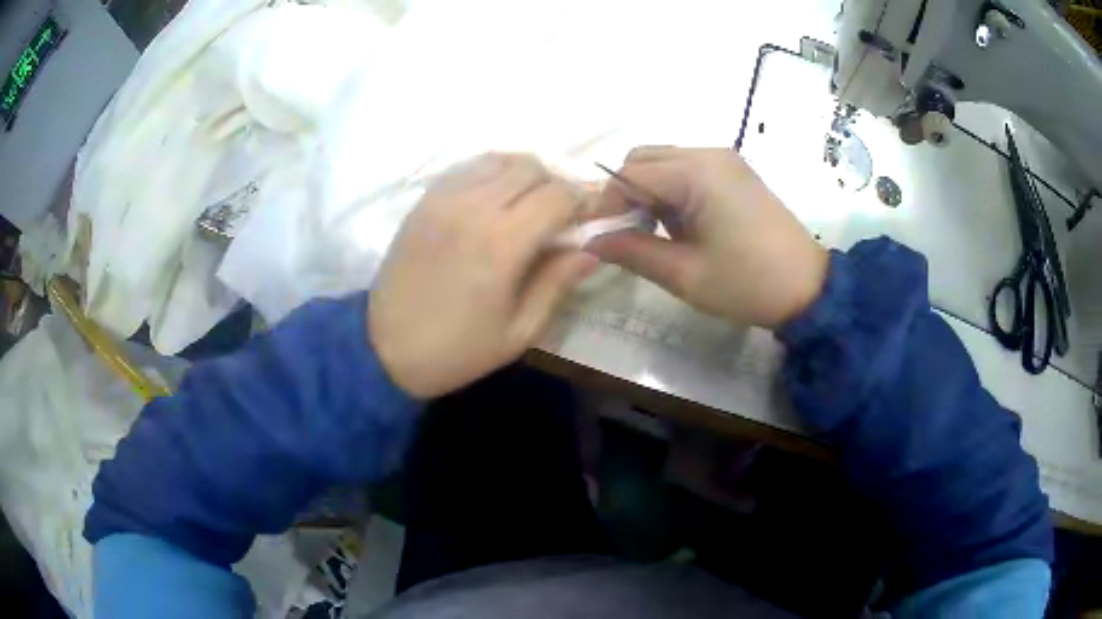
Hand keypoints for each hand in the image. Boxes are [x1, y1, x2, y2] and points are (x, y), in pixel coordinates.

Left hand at [369, 154, 597, 397]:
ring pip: (500, 159)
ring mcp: (444, 198)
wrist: (384, 347)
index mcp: (501, 244)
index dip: (583, 202)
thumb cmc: (457, 349)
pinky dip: (492, 175)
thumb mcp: (519, 331)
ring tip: (526, 207)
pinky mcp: (425, 200)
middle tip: (558, 217)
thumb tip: (592, 248)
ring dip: (524, 176)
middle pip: (531, 167)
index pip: (558, 195)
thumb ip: (558, 282)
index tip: (588, 220)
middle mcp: (473, 207)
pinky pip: (469, 167)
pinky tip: (493, 203)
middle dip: (555, 186)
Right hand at [588, 147, 827, 327]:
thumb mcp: (684, 275)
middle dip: (625, 193)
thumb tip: (590, 242)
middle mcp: (709, 154)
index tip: (599, 238)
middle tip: (626, 234)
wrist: (808, 288)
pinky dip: (671, 190)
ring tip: (655, 233)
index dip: (607, 204)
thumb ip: (632, 252)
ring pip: (664, 161)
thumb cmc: (747, 284)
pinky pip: (688, 169)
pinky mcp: (736, 171)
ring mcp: (725, 160)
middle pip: (644, 158)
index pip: (629, 173)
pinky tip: (681, 224)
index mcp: (697, 174)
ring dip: (648, 191)